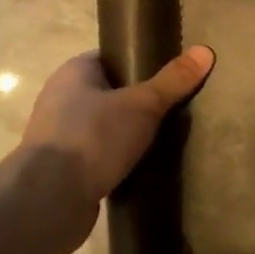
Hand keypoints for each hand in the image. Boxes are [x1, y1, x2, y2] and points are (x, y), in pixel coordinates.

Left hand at [13, 46, 214, 253]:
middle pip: (111, 92)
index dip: (141, 62)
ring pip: (106, 126)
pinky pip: (100, 156)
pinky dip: (120, 160)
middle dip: (141, 100)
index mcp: (74, 73)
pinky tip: (146, 166)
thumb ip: (174, 80)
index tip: (172, 72)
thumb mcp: (143, 104)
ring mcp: (60, 137)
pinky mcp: (65, 171)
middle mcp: (61, 99)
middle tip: (177, 105)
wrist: (48, 203)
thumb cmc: (92, 138)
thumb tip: (206, 50)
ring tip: (168, 137)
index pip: (112, 57)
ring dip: (130, 133)